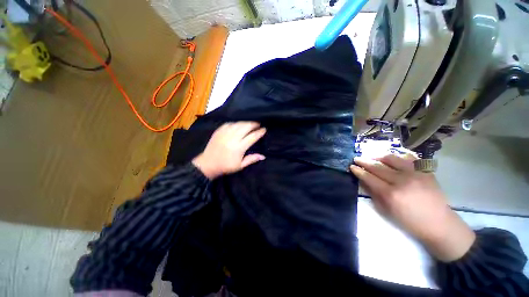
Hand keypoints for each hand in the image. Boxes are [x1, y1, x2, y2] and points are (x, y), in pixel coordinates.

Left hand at [192, 122, 265, 179]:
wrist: (208, 164)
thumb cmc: (226, 166)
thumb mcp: (240, 166)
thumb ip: (252, 159)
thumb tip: (263, 156)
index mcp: (239, 147)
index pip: (252, 137)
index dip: (259, 132)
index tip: (264, 129)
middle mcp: (233, 138)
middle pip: (246, 127)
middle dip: (254, 124)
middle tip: (258, 124)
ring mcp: (225, 133)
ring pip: (238, 124)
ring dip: (246, 123)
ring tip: (250, 124)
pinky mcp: (219, 131)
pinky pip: (229, 123)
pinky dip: (236, 123)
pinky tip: (239, 124)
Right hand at [350, 153, 475, 261]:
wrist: (440, 224)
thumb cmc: (409, 222)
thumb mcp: (386, 211)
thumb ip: (373, 193)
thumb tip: (363, 181)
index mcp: (390, 194)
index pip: (369, 177)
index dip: (359, 171)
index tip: (352, 166)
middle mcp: (401, 181)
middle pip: (378, 166)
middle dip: (364, 161)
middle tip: (356, 158)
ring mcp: (415, 174)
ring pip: (392, 159)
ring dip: (378, 156)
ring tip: (372, 157)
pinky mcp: (425, 171)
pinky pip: (408, 158)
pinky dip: (397, 157)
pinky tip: (391, 158)